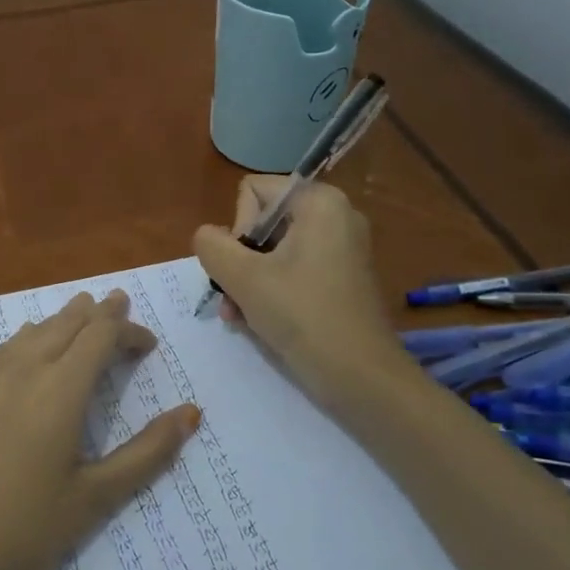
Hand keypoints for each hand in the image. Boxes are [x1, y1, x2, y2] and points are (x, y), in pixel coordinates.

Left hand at [0, 290, 199, 569]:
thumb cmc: (26, 532)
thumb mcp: (96, 497)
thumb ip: (147, 452)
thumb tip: (191, 414)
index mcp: (60, 389)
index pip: (100, 336)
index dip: (127, 330)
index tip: (148, 344)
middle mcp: (23, 370)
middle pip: (66, 323)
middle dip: (97, 314)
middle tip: (119, 306)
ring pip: (32, 331)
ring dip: (62, 320)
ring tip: (81, 315)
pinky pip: (4, 348)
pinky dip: (28, 337)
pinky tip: (28, 347)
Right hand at [193, 176, 419, 409]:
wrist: (361, 377)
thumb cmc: (302, 316)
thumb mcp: (242, 277)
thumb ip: (211, 246)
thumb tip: (208, 237)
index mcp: (319, 202)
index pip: (252, 192)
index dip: (238, 228)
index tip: (246, 266)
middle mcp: (335, 216)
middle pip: (261, 223)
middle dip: (239, 261)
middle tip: (232, 298)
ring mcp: (342, 249)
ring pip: (273, 252)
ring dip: (248, 282)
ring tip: (238, 316)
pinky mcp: (342, 278)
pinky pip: (293, 271)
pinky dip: (271, 291)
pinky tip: (257, 321)